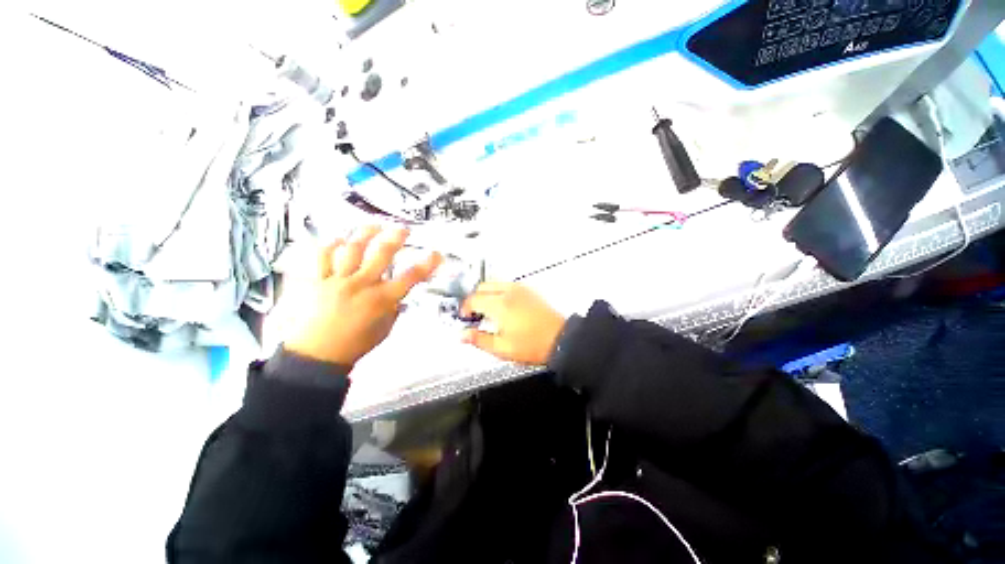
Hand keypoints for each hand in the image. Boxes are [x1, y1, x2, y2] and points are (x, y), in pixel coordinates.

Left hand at [285, 226, 441, 366]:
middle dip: (396, 238)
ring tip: (374, 226)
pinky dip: (331, 245)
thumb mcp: (384, 329)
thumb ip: (394, 310)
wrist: (315, 355)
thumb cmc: (355, 345)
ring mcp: (337, 280)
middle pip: (381, 254)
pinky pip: (322, 257)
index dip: (427, 264)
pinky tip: (339, 239)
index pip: (410, 277)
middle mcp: (361, 285)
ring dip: (365, 234)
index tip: (436, 254)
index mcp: (381, 299)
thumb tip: (399, 297)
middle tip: (403, 229)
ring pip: (352, 249)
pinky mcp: (317, 280)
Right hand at [460, 282, 566, 364]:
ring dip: (485, 294)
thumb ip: (479, 340)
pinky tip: (502, 307)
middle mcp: (509, 292)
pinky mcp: (527, 291)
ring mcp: (519, 289)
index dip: (464, 308)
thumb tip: (463, 335)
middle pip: (481, 287)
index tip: (465, 317)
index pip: (473, 299)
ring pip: (493, 284)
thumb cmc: (533, 345)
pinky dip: (498, 292)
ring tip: (487, 311)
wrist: (559, 339)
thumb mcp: (502, 348)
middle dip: (473, 299)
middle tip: (474, 314)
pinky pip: (506, 285)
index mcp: (500, 305)